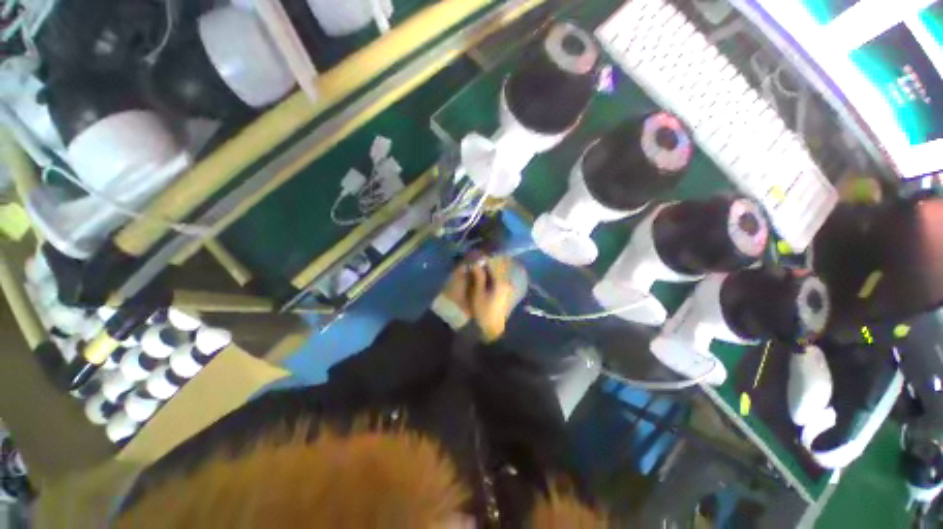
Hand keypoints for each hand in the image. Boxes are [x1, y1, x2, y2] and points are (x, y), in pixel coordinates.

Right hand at [441, 256, 515, 341]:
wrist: (492, 329)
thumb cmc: (483, 311)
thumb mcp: (478, 293)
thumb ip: (478, 275)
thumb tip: (476, 261)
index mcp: (501, 282)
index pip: (495, 262)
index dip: (485, 256)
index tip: (476, 253)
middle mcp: (507, 281)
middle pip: (501, 264)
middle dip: (490, 258)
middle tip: (478, 256)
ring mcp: (508, 286)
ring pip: (502, 269)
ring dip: (493, 263)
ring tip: (482, 262)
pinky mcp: (507, 290)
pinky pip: (502, 275)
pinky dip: (495, 270)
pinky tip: (488, 271)